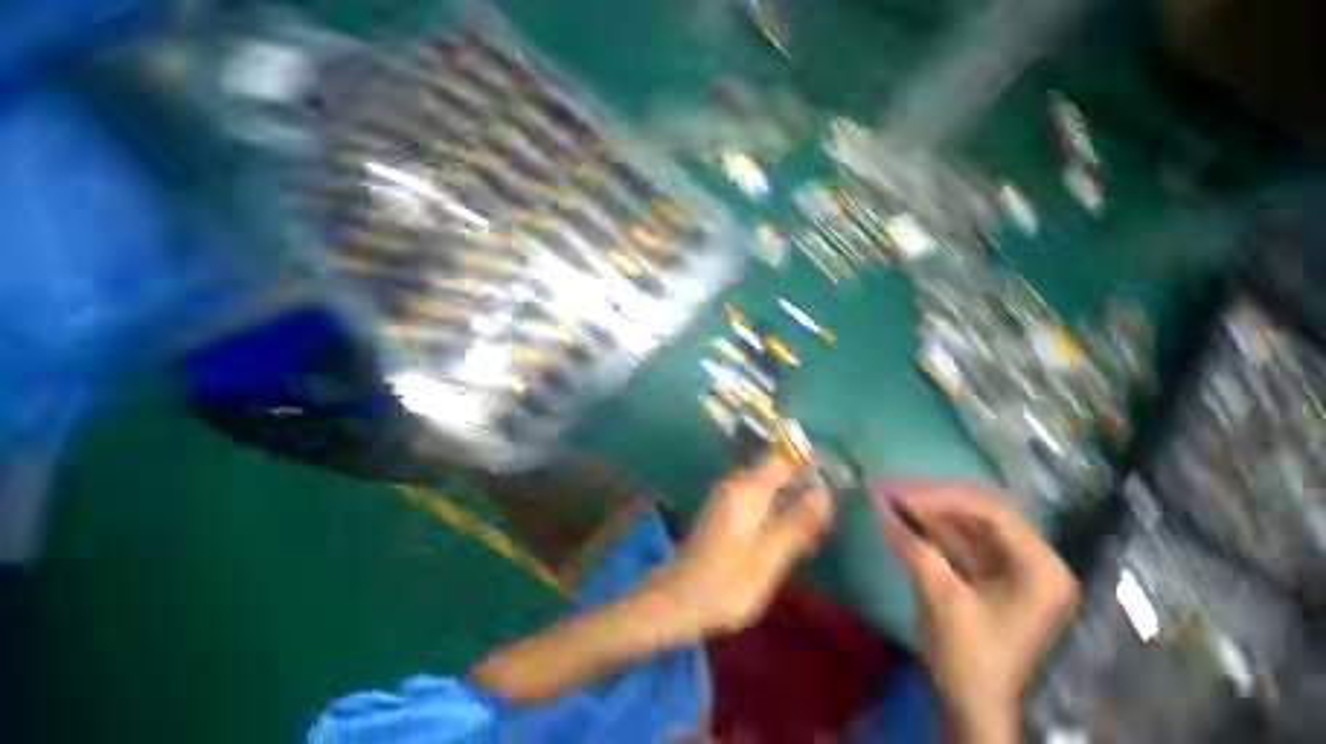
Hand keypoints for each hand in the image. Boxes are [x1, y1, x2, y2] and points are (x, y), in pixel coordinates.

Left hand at [656, 456, 833, 636]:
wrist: (678, 597)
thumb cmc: (725, 584)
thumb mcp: (768, 560)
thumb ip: (797, 525)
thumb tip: (825, 494)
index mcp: (746, 490)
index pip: (782, 459)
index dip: (808, 464)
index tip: (834, 480)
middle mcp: (735, 483)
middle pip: (775, 470)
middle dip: (802, 487)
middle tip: (824, 518)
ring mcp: (726, 494)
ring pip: (767, 485)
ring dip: (789, 501)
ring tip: (811, 533)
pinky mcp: (723, 507)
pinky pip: (755, 497)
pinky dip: (774, 509)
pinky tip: (785, 536)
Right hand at [875, 483, 1078, 741]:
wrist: (972, 703)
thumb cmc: (969, 659)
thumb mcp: (942, 601)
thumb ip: (914, 548)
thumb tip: (879, 505)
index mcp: (1041, 570)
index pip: (995, 513)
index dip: (944, 498)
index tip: (900, 495)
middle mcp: (1034, 560)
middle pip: (982, 511)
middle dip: (934, 498)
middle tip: (892, 488)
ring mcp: (1013, 565)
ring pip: (968, 520)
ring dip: (928, 508)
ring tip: (890, 495)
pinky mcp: (991, 571)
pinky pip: (960, 537)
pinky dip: (930, 526)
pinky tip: (902, 515)